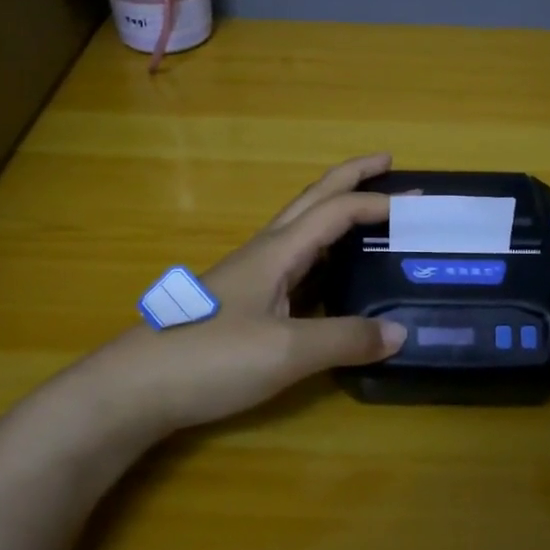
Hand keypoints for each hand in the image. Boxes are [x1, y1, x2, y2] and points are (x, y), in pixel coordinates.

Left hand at [78, 154, 406, 440]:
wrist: (135, 388)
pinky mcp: (243, 304)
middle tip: (388, 161)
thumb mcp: (287, 351)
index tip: (415, 203)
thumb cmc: (210, 358)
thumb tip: (400, 332)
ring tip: (370, 216)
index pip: (334, 210)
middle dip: (351, 177)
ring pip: (301, 230)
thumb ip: (345, 338)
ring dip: (336, 213)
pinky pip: (294, 265)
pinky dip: (323, 256)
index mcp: (277, 251)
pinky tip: (332, 278)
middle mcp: (264, 253)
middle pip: (313, 200)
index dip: (374, 201)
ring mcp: (250, 278)